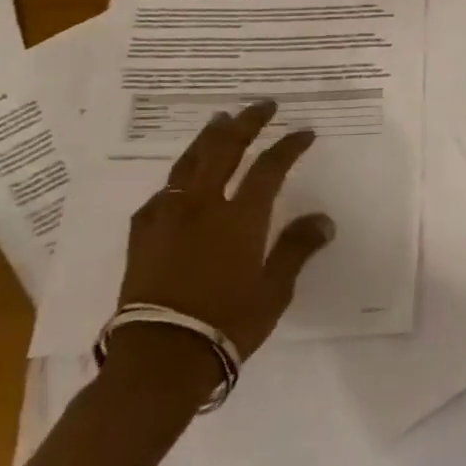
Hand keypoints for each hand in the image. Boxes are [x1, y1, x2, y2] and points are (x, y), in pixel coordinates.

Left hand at [107, 101, 333, 392]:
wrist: (159, 359)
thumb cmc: (226, 323)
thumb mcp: (274, 289)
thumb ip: (297, 248)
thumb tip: (323, 219)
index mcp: (240, 217)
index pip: (270, 168)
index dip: (289, 146)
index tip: (304, 132)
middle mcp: (203, 207)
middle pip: (224, 151)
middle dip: (246, 124)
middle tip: (262, 106)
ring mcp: (167, 219)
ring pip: (188, 165)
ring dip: (207, 139)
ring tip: (219, 121)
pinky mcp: (142, 237)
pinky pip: (160, 196)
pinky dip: (176, 180)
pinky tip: (178, 182)